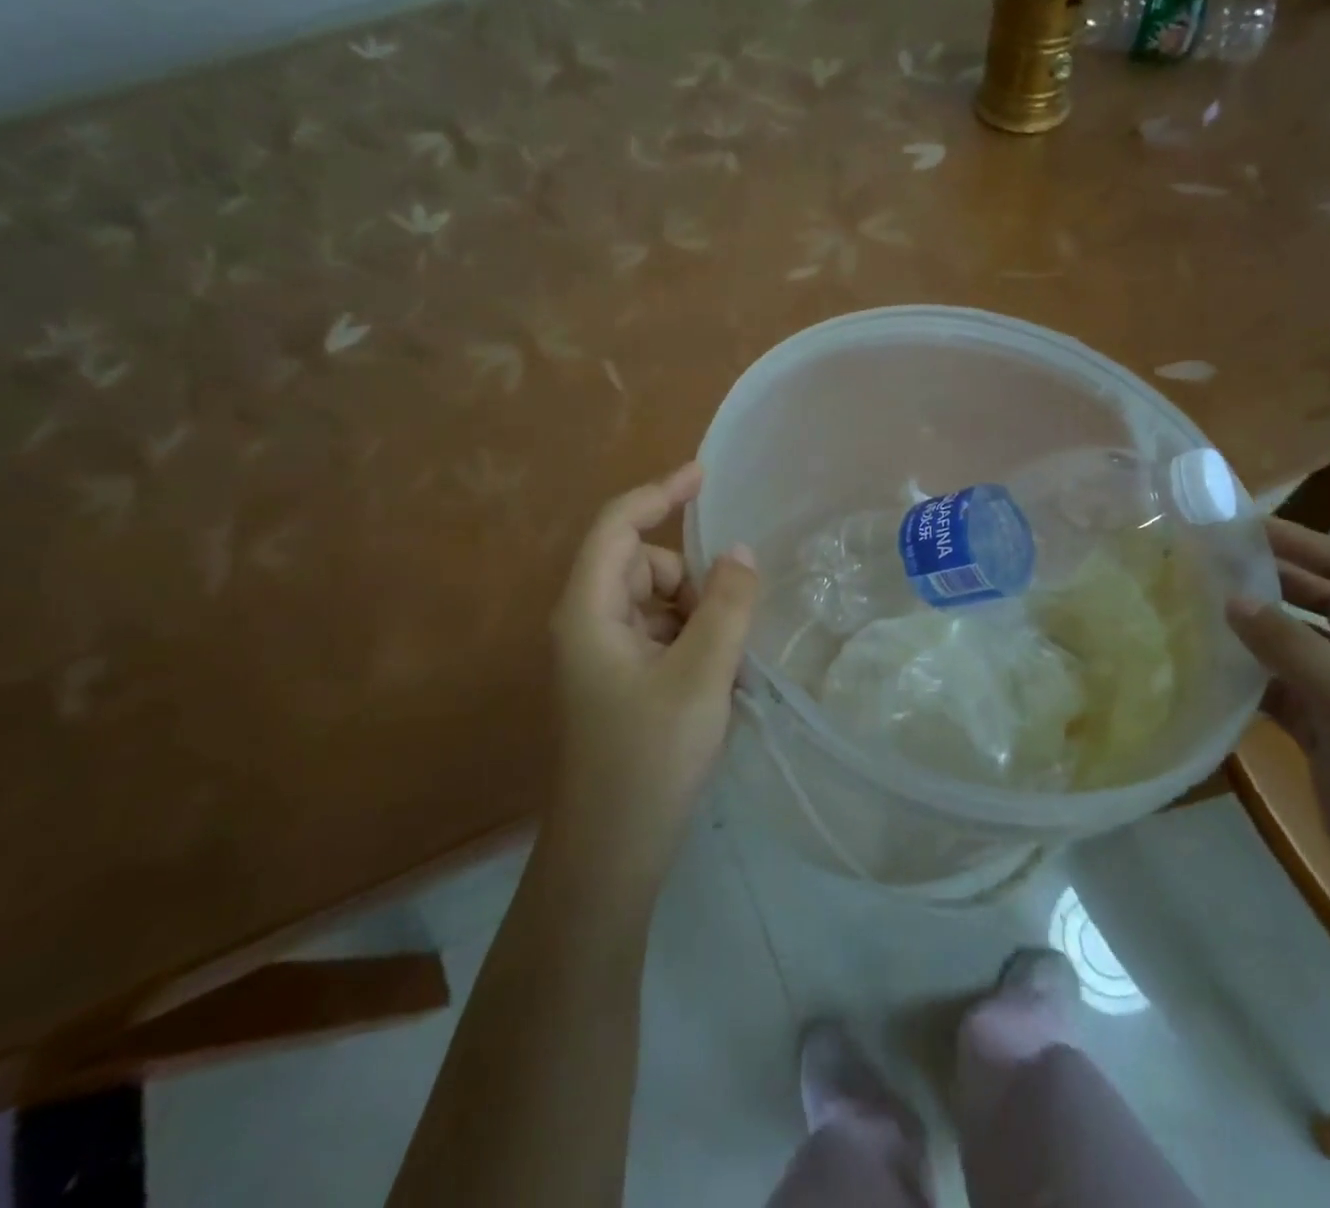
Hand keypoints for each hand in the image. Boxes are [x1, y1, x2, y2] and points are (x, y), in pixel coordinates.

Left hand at [548, 462, 758, 868]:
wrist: (612, 854)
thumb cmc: (649, 759)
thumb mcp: (700, 675)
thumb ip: (726, 606)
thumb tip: (740, 552)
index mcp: (589, 611)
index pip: (618, 527)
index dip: (660, 492)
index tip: (706, 475)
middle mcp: (590, 623)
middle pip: (646, 566)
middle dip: (693, 582)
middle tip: (730, 630)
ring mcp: (605, 654)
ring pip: (661, 602)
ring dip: (700, 617)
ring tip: (725, 669)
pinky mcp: (622, 681)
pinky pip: (664, 635)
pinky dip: (694, 643)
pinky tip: (716, 684)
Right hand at [1226, 519, 1329, 900]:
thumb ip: (1290, 646)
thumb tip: (1232, 599)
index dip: (1305, 542)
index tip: (1243, 529)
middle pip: (1324, 600)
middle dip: (1273, 580)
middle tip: (1209, 565)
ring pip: (1298, 644)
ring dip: (1256, 628)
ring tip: (1198, 608)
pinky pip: (1283, 688)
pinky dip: (1251, 676)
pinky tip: (1212, 668)